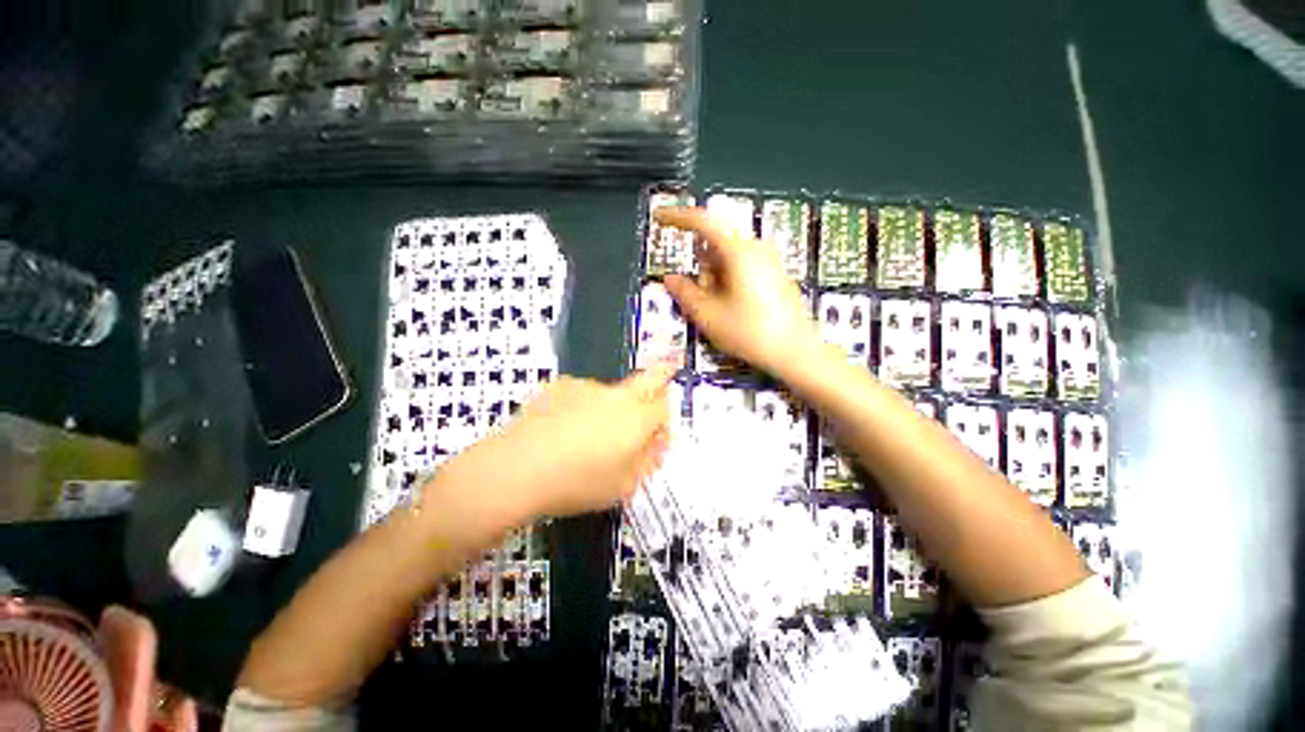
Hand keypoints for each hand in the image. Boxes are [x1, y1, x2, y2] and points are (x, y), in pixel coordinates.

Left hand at [426, 365, 675, 535]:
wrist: (516, 469)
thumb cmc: (577, 484)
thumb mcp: (623, 485)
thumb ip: (649, 459)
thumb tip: (661, 441)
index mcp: (637, 418)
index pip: (666, 405)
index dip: (666, 415)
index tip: (658, 430)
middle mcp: (617, 395)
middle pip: (650, 377)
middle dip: (661, 376)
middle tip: (659, 384)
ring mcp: (587, 386)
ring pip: (611, 391)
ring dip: (610, 405)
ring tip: (585, 436)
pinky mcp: (560, 385)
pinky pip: (582, 393)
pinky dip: (581, 405)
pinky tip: (561, 428)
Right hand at [656, 207, 822, 377]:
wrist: (796, 352)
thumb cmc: (750, 332)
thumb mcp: (709, 316)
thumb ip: (684, 293)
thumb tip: (670, 278)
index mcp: (739, 251)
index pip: (703, 221)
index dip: (677, 217)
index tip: (658, 217)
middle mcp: (756, 248)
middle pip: (716, 244)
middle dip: (701, 267)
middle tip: (699, 299)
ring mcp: (769, 261)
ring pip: (728, 258)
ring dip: (714, 277)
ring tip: (717, 310)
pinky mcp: (775, 275)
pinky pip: (742, 268)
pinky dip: (728, 281)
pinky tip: (732, 309)